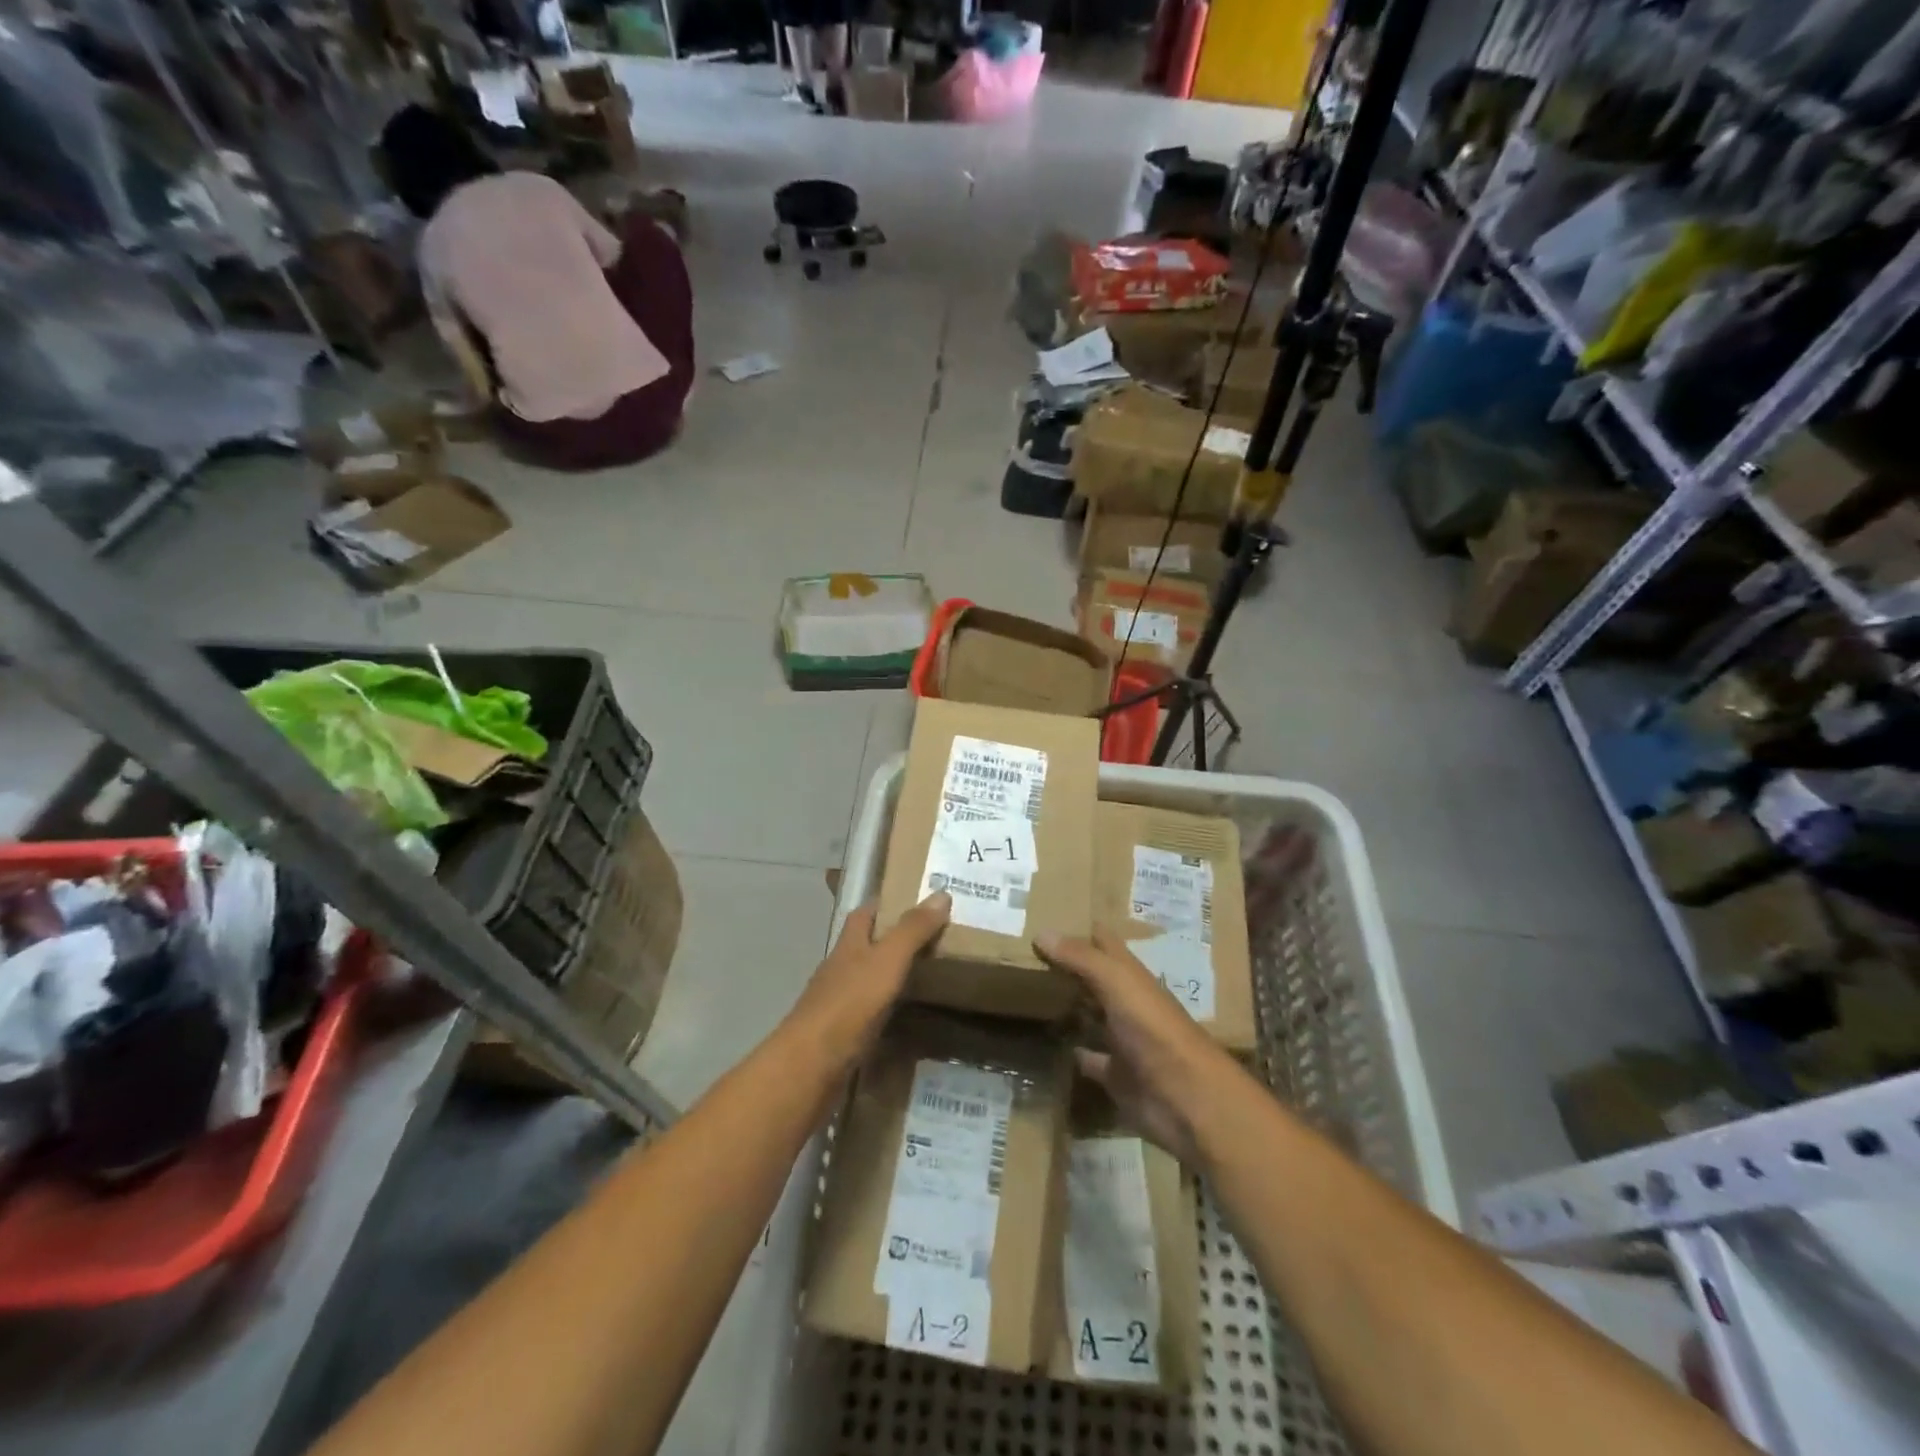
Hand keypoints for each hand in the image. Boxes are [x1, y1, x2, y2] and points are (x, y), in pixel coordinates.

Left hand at [786, 894, 950, 1066]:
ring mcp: (838, 1003)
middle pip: (866, 946)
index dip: (886, 904)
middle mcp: (840, 969)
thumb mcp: (887, 961)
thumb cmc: (849, 1004)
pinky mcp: (842, 1035)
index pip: (864, 914)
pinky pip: (870, 1013)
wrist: (811, 1065)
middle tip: (934, 939)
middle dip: (894, 940)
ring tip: (929, 975)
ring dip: (892, 975)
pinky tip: (907, 1016)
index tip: (916, 901)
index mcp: (848, 945)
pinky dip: (888, 1010)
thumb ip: (912, 930)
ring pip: (868, 980)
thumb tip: (941, 893)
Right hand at [1036, 928, 1234, 1164]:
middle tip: (1023, 953)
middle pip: (1094, 978)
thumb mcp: (1117, 983)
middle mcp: (1127, 1002)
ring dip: (1068, 1006)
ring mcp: (1123, 1040)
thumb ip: (1081, 958)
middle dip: (1067, 965)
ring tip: (1027, 993)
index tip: (1047, 914)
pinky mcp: (1116, 1075)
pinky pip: (1089, 1059)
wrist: (1188, 1100)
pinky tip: (1047, 1045)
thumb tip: (1041, 931)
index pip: (1104, 942)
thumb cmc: (1154, 1030)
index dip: (1080, 927)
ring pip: (1091, 1016)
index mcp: (1131, 976)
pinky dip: (1073, 1052)